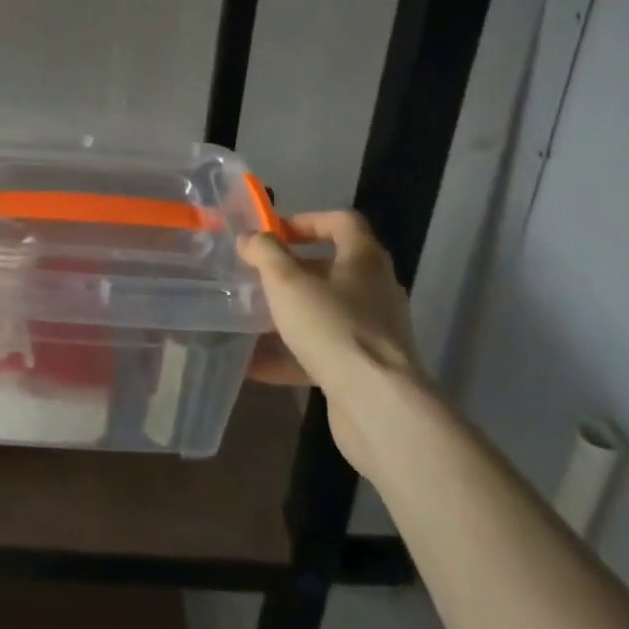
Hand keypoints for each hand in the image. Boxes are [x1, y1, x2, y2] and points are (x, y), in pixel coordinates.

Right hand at [240, 210, 424, 464]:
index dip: (306, 220)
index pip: (341, 222)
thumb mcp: (287, 282)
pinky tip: (256, 365)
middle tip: (258, 275)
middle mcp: (375, 290)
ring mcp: (373, 332)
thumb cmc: (333, 327)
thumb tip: (249, 238)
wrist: (378, 407)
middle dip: (292, 271)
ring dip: (290, 313)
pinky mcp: (365, 369)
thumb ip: (264, 253)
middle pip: (332, 268)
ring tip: (251, 317)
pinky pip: (323, 351)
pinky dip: (291, 354)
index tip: (273, 233)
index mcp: (364, 259)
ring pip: (325, 311)